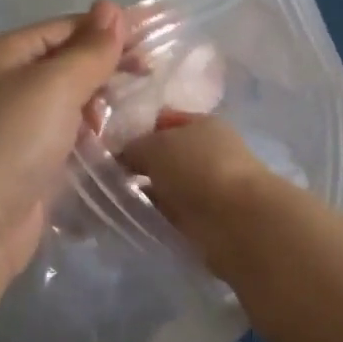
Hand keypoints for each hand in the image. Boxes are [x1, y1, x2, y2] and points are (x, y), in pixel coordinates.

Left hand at [0, 1, 127, 286]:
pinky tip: (111, 141)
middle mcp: (5, 84)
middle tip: (151, 76)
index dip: (110, 29)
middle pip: (67, 63)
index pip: (66, 27)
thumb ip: (90, 49)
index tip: (157, 37)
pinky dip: (89, 135)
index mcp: (5, 54)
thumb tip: (112, 7)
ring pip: (69, 102)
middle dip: (107, 66)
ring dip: (99, 103)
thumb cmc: (12, 141)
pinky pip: (66, 136)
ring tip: (130, 112)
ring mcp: (14, 127)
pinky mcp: (26, 163)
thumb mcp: (56, 84)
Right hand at [119, 114, 277, 274]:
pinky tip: (134, 219)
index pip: (166, 121)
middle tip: (106, 177)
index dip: (139, 130)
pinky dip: (157, 215)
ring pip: (169, 186)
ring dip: (147, 193)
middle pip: (168, 155)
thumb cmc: (198, 168)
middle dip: (140, 165)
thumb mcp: (156, 146)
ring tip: (114, 201)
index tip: (110, 146)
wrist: (237, 220)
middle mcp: (210, 152)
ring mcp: (210, 187)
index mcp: (204, 124)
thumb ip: (134, 148)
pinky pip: (173, 213)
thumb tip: (123, 157)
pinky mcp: (208, 219)